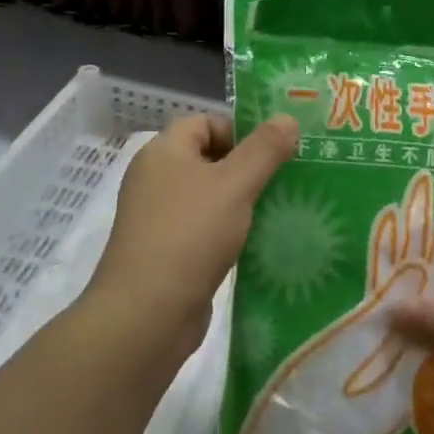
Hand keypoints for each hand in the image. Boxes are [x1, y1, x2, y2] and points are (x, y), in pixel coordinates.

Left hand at [84, 114, 297, 361]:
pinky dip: (230, 231)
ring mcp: (159, 218)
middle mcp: (156, 180)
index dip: (240, 130)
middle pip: (209, 159)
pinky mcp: (168, 252)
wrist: (146, 315)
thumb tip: (287, 118)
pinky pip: (205, 228)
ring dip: (242, 201)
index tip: (275, 150)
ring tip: (282, 208)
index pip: (204, 123)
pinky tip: (259, 242)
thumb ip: (264, 150)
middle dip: (248, 166)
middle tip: (287, 177)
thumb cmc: (190, 235)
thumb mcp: (234, 185)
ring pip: (210, 196)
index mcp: (163, 153)